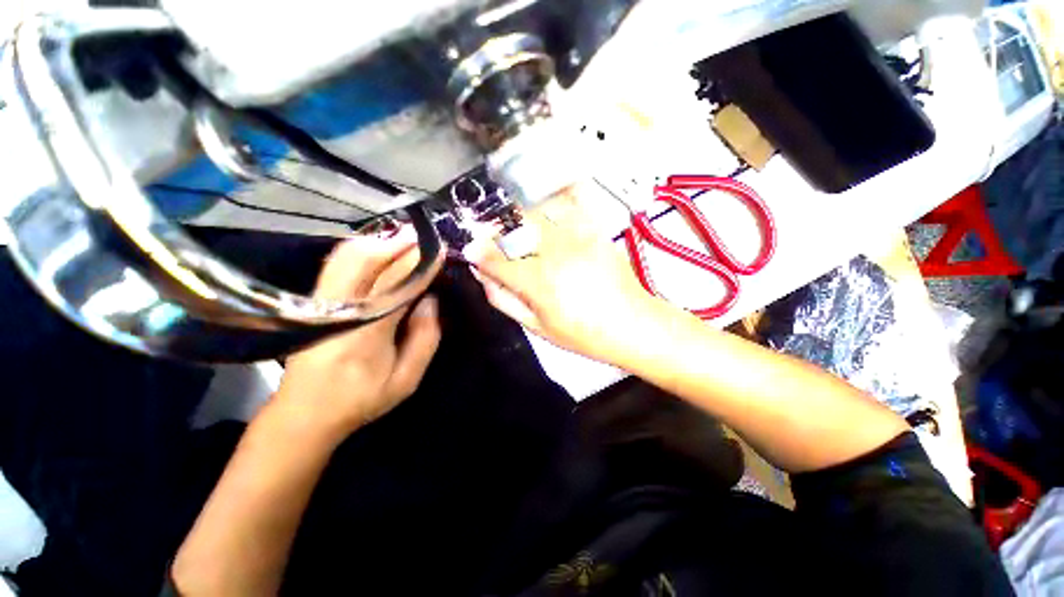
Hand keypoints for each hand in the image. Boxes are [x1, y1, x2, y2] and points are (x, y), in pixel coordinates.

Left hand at [274, 231, 440, 439]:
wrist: (304, 412)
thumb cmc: (361, 398)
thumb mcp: (406, 379)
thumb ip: (425, 338)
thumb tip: (430, 299)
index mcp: (366, 332)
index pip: (396, 283)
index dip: (419, 263)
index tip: (439, 251)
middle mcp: (339, 309)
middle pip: (366, 260)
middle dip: (398, 243)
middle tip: (424, 236)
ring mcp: (320, 301)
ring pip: (347, 256)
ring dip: (379, 241)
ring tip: (405, 237)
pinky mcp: (313, 300)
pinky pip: (337, 263)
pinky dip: (360, 248)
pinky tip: (378, 247)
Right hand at [465, 187, 664, 364]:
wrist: (632, 325)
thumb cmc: (583, 334)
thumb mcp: (537, 328)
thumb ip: (505, 300)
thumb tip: (483, 276)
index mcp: (538, 282)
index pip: (496, 259)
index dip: (478, 253)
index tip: (470, 249)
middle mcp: (555, 252)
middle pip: (515, 227)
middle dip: (495, 230)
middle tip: (491, 237)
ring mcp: (578, 237)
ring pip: (538, 211)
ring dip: (520, 215)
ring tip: (517, 225)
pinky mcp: (595, 230)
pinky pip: (571, 202)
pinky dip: (554, 198)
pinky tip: (547, 206)